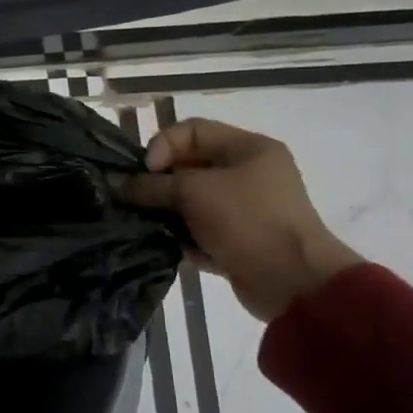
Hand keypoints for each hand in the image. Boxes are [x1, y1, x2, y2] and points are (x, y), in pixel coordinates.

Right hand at [121, 118, 362, 322]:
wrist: (293, 281)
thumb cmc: (246, 220)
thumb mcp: (193, 192)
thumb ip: (151, 185)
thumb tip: (119, 186)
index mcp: (249, 148)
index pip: (192, 130)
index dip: (162, 146)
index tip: (144, 173)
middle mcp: (249, 174)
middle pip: (189, 166)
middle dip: (158, 182)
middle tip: (136, 200)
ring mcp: (244, 210)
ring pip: (191, 202)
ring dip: (166, 212)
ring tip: (145, 224)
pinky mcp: (237, 241)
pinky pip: (199, 231)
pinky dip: (180, 237)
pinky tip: (163, 246)